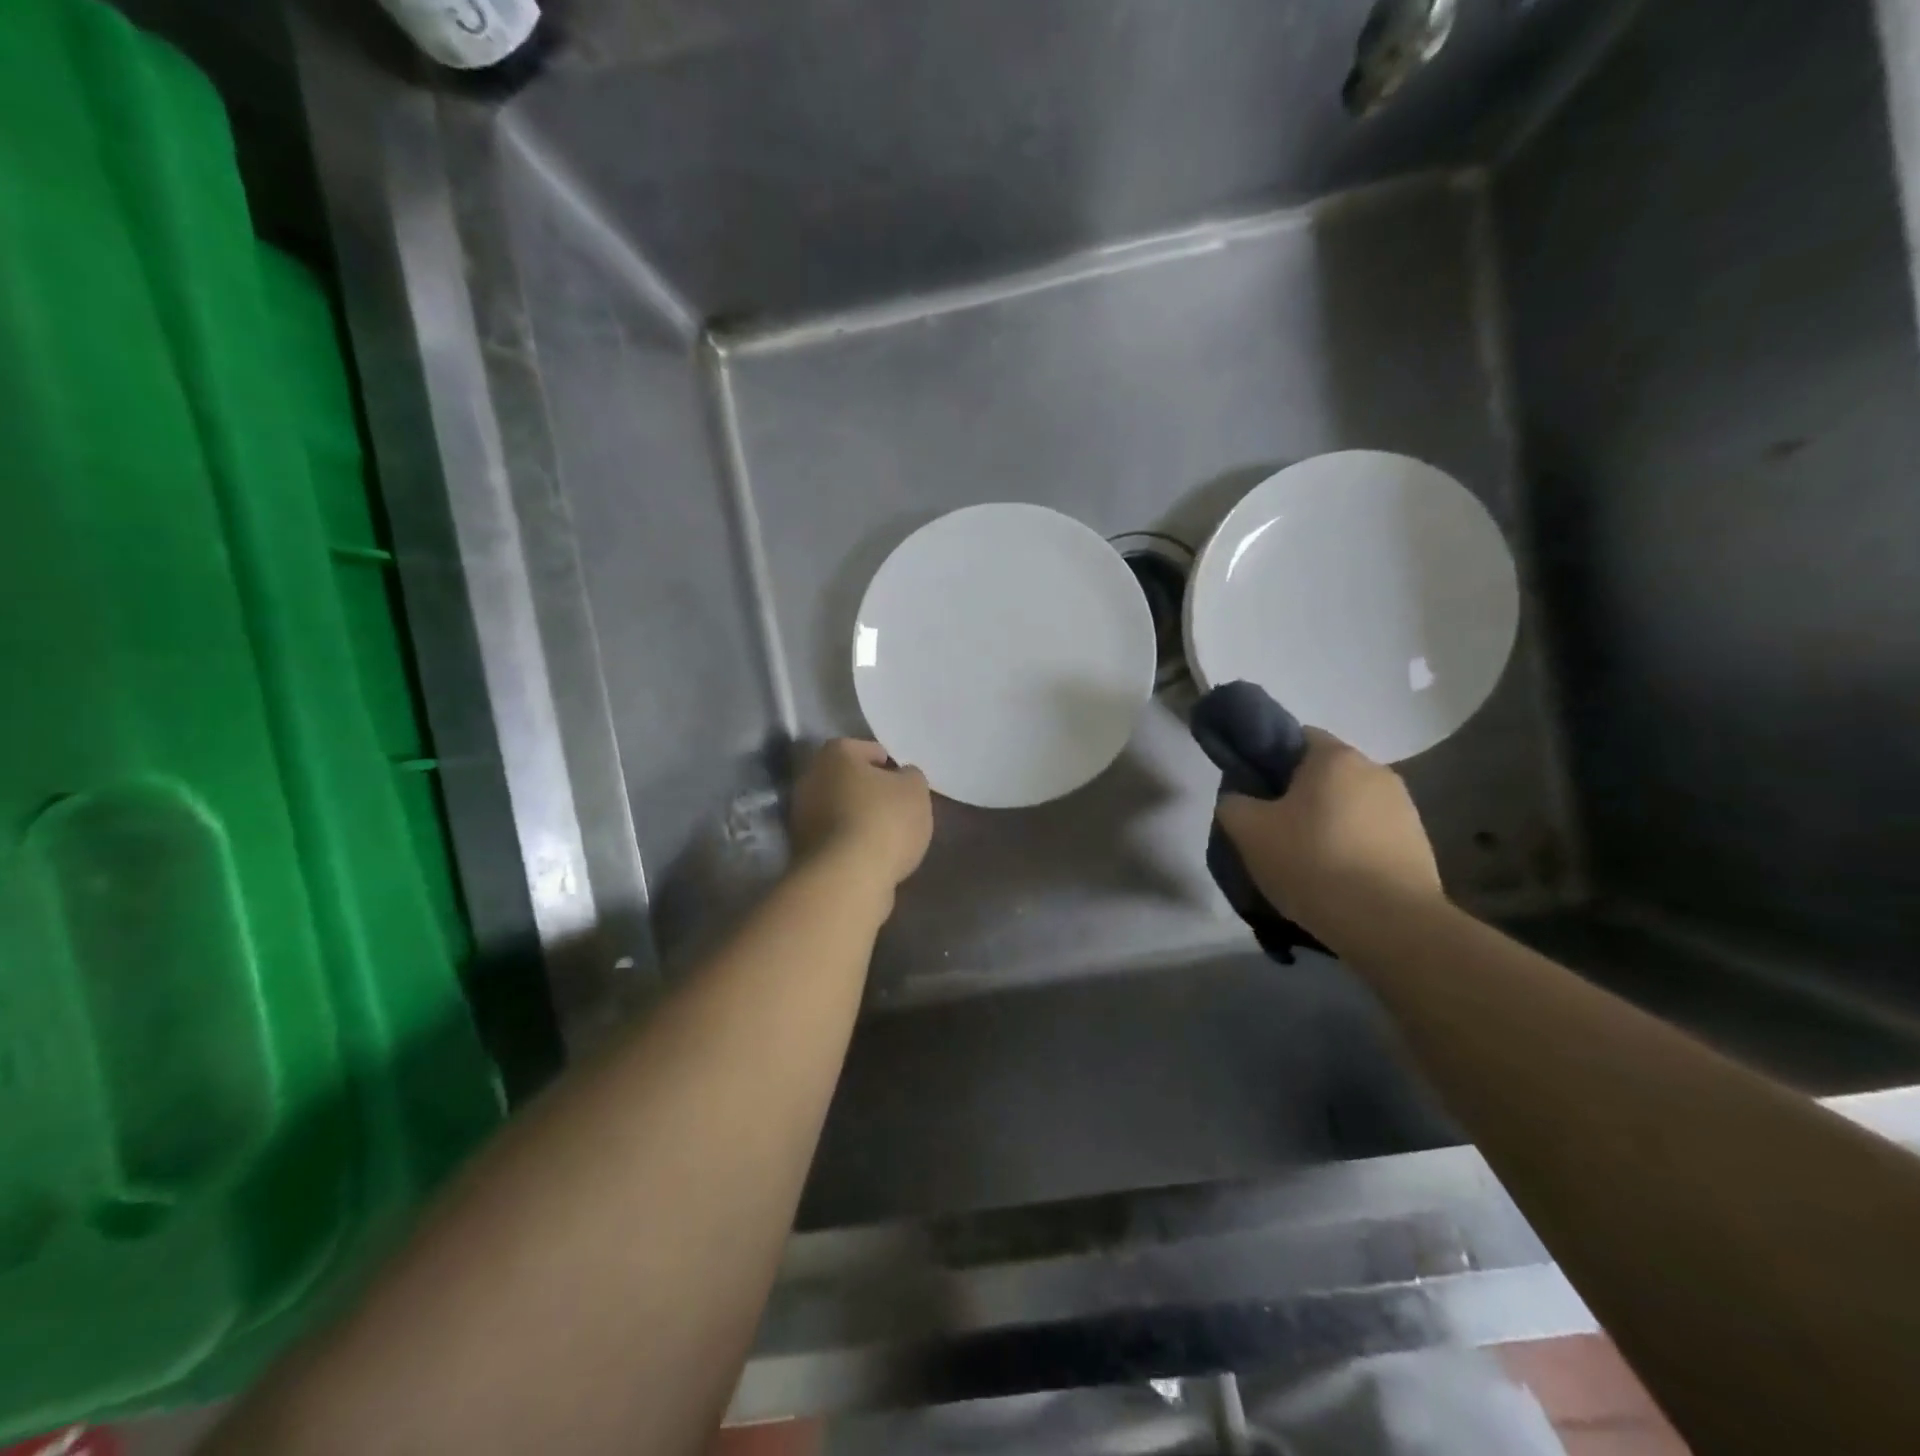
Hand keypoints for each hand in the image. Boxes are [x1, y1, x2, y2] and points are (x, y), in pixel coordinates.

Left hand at [791, 739, 933, 889]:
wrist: (846, 879)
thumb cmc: (884, 821)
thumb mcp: (915, 790)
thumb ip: (910, 777)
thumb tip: (900, 778)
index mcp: (836, 753)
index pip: (870, 750)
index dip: (892, 767)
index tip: (906, 789)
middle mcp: (810, 777)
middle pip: (849, 779)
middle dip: (870, 792)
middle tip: (897, 811)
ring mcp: (800, 814)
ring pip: (839, 809)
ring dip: (858, 819)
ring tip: (886, 838)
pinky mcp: (800, 848)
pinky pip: (834, 837)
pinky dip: (849, 843)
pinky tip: (869, 857)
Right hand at [1215, 727, 1442, 940]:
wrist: (1390, 925)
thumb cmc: (1313, 863)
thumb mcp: (1248, 831)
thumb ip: (1233, 803)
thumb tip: (1240, 799)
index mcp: (1335, 757)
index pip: (1295, 737)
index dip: (1267, 760)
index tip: (1253, 793)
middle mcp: (1376, 771)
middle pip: (1323, 774)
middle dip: (1297, 796)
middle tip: (1271, 830)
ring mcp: (1404, 809)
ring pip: (1348, 806)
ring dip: (1326, 824)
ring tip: (1305, 862)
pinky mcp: (1419, 845)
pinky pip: (1371, 836)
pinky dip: (1351, 849)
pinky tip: (1335, 880)